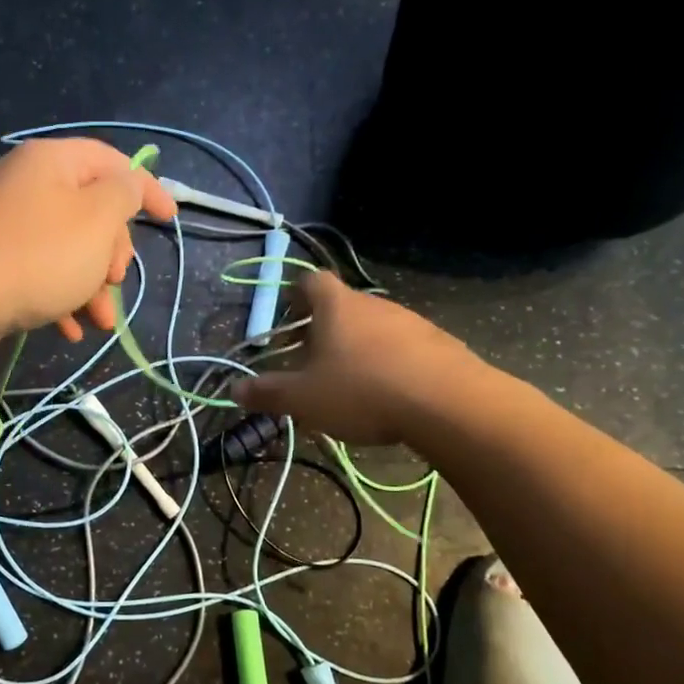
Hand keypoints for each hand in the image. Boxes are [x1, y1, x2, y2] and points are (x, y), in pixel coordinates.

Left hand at [0, 138, 176, 345]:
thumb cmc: (38, 255)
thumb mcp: (97, 219)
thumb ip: (124, 194)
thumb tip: (128, 185)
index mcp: (51, 161)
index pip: (112, 162)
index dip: (148, 188)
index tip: (170, 220)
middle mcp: (25, 183)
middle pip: (89, 210)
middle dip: (112, 252)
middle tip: (116, 279)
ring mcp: (3, 223)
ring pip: (66, 248)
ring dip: (91, 285)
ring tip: (101, 321)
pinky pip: (37, 270)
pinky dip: (59, 296)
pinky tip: (70, 329)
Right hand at [234, 272, 486, 444]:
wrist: (448, 403)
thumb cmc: (362, 391)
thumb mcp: (304, 398)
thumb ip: (268, 393)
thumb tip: (235, 389)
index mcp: (337, 307)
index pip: (312, 281)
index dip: (296, 294)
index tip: (289, 317)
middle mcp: (373, 304)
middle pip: (343, 306)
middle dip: (324, 330)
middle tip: (312, 361)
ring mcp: (411, 321)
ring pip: (374, 327)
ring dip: (358, 348)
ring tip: (350, 384)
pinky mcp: (439, 343)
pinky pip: (404, 346)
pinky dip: (390, 363)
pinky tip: (389, 394)